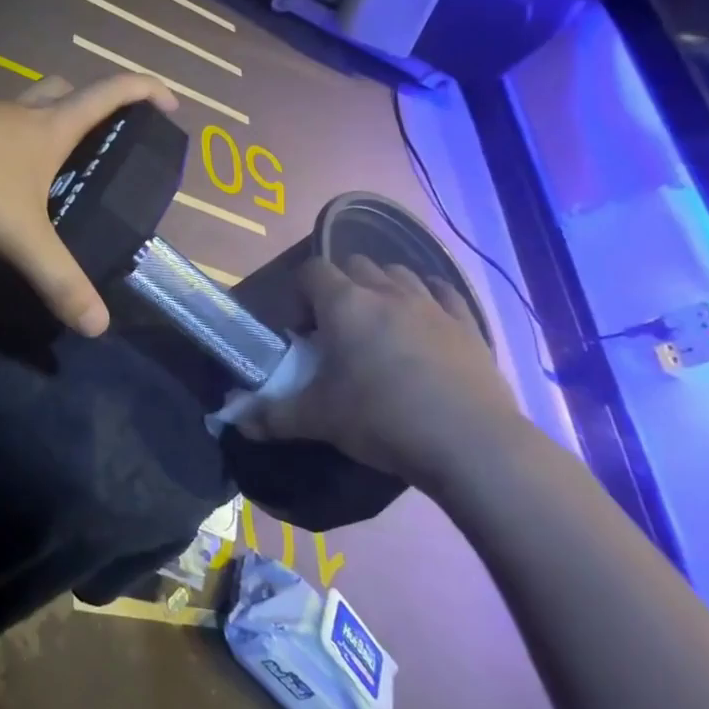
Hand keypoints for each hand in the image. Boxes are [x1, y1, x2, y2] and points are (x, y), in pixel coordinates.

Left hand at [0, 73, 177, 334]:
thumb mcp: (23, 235)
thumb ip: (59, 279)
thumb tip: (98, 325)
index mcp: (51, 127)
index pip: (112, 93)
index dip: (146, 92)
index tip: (171, 106)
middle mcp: (22, 115)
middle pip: (64, 92)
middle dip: (89, 105)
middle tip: (100, 140)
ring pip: (24, 111)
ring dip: (43, 127)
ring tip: (52, 170)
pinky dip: (6, 149)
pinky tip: (0, 184)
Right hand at [250, 255, 524, 487]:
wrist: (469, 444)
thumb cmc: (381, 419)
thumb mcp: (317, 420)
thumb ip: (273, 416)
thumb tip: (239, 422)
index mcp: (344, 304)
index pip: (311, 272)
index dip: (299, 293)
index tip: (299, 329)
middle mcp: (387, 292)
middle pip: (355, 264)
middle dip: (339, 286)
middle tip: (334, 327)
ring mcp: (433, 305)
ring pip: (399, 273)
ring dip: (381, 288)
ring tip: (377, 324)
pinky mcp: (468, 325)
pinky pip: (444, 293)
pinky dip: (428, 297)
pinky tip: (423, 319)